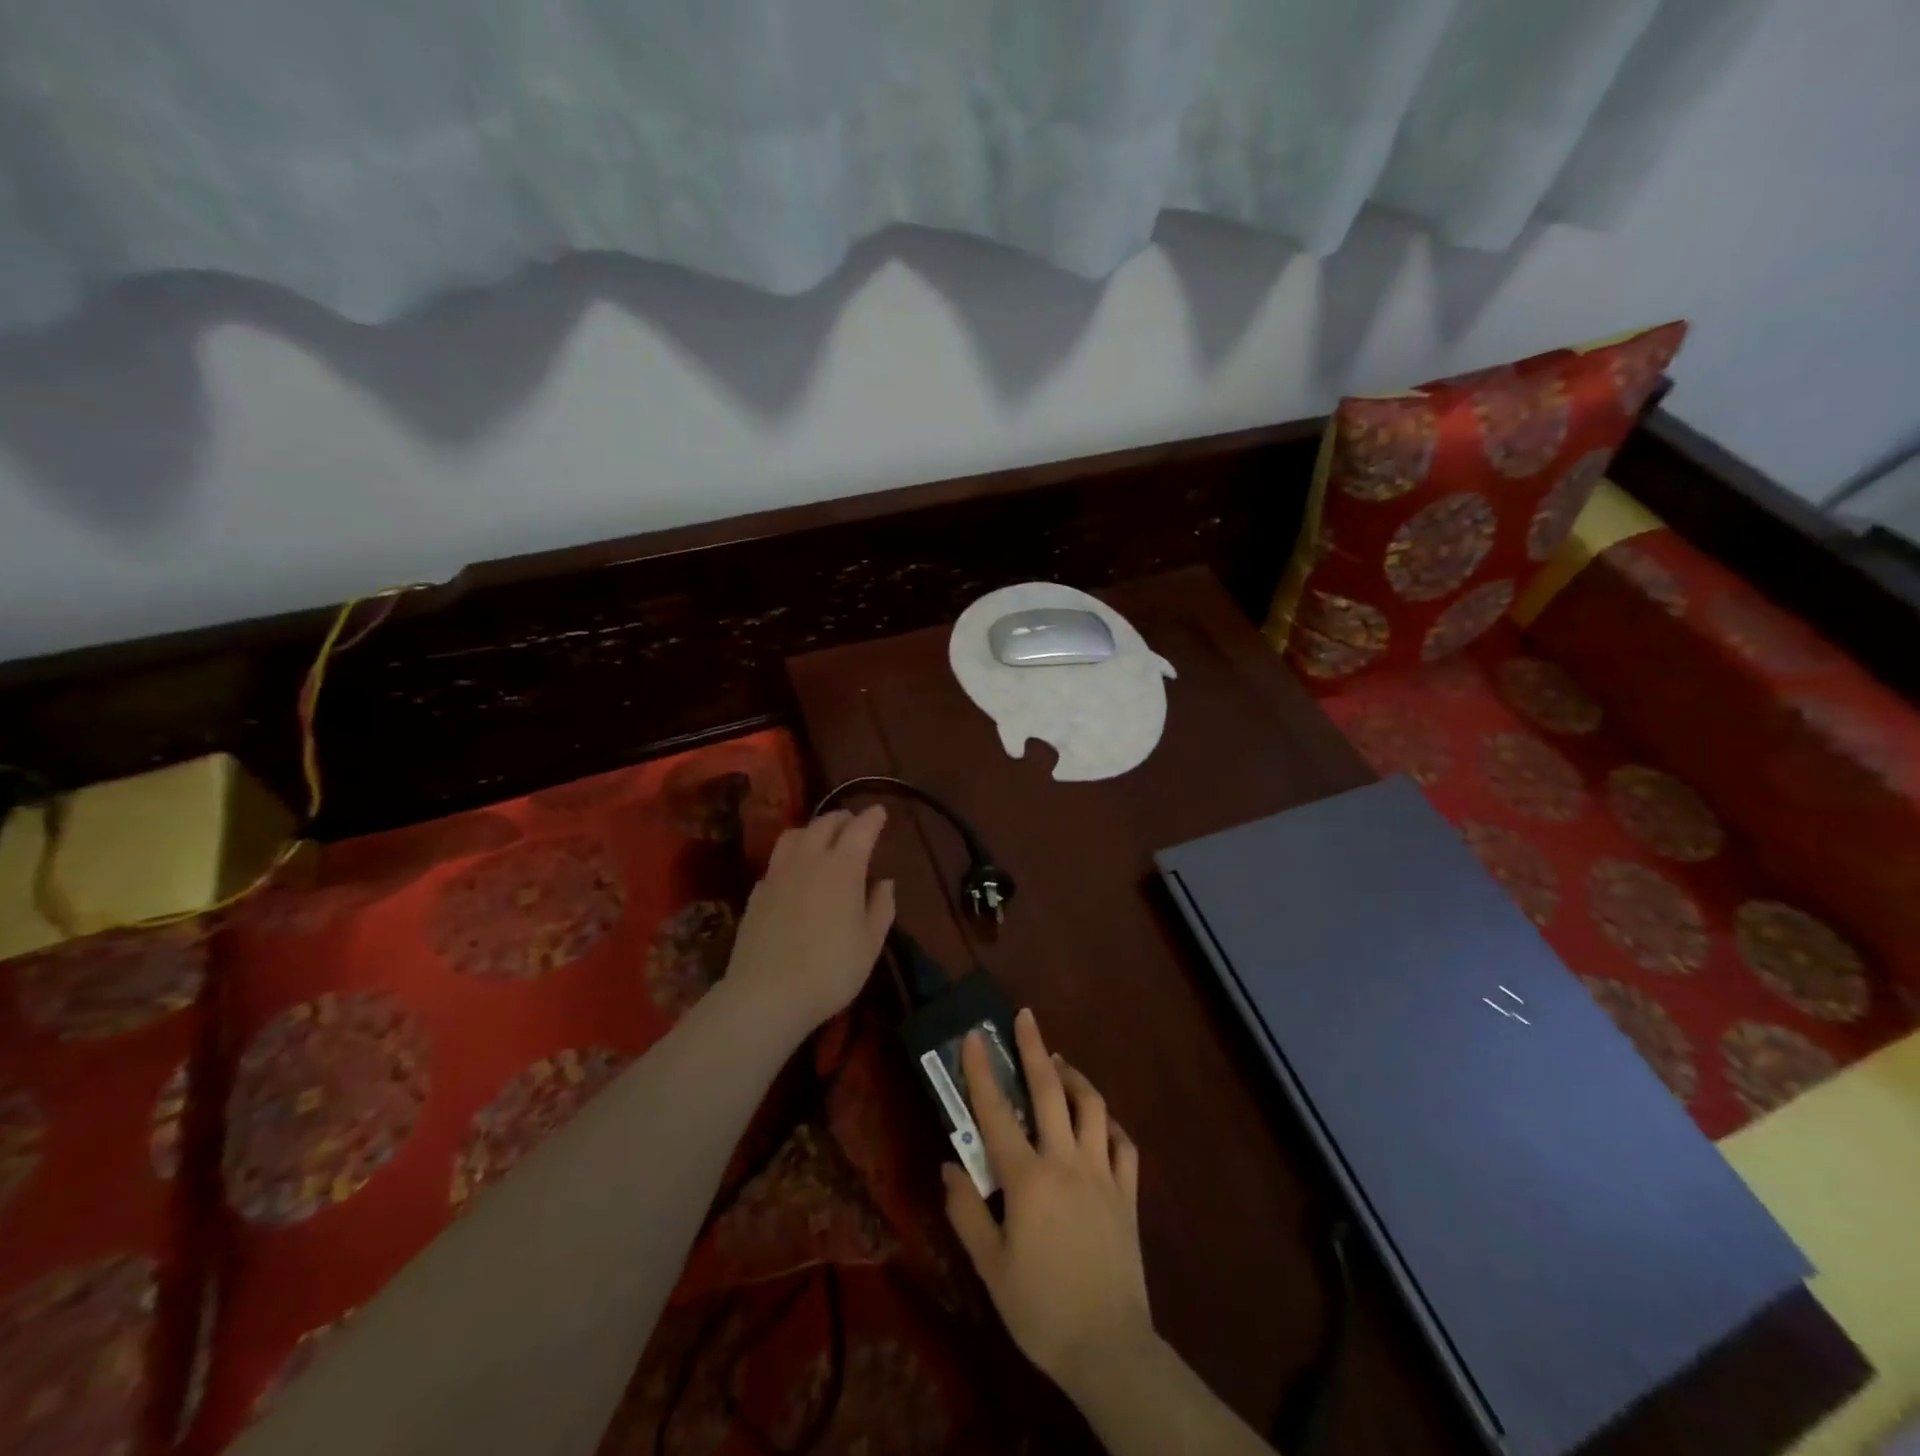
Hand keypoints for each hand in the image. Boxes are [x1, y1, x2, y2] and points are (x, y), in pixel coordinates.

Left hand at [723, 807, 894, 1036]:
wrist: (766, 994)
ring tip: (822, 840)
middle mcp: (809, 860)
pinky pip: (777, 860)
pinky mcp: (757, 892)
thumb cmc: (830, 971)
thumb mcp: (870, 944)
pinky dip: (792, 856)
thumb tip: (884, 882)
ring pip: (795, 835)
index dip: (872, 818)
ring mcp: (778, 873)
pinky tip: (795, 872)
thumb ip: (881, 907)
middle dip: (843, 818)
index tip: (880, 812)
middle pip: (825, 823)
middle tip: (854, 823)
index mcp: (843, 867)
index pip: (861, 829)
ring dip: (813, 829)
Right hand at [943, 1008, 1152, 1403]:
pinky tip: (1101, 1120)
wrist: (1109, 1348)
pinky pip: (1123, 1144)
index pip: (997, 1112)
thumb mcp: (990, 1267)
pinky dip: (1110, 1123)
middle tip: (1026, 1017)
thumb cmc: (1040, 1309)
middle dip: (1035, 1049)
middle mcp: (1066, 1161)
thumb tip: (950, 1166)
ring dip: (1075, 1078)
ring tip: (1060, 1064)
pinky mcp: (1128, 1193)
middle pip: (1051, 1091)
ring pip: (1093, 1107)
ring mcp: (1102, 1173)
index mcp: (1028, 1178)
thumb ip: (967, 1211)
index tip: (975, 1035)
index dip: (982, 1070)